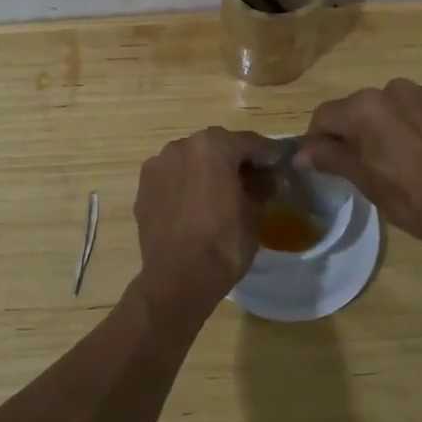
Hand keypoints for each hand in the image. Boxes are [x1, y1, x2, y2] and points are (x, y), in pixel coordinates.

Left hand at [132, 127, 275, 331]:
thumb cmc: (224, 242)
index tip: (278, 167)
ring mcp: (158, 165)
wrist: (178, 278)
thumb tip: (268, 178)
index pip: (248, 142)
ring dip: (207, 171)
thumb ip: (264, 186)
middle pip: (217, 147)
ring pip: (191, 161)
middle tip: (251, 182)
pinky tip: (195, 207)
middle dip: (234, 161)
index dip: (267, 155)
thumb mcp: (256, 213)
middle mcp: (181, 146)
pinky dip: (186, 185)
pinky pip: (173, 179)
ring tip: (220, 196)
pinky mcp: (143, 187)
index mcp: (213, 145)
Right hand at [299, 80, 421, 254]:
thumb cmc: (413, 199)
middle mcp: (393, 90)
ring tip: (399, 160)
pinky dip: (414, 127)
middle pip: (358, 109)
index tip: (323, 163)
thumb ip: (330, 158)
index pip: (325, 116)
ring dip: (386, 127)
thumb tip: (300, 153)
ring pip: (390, 108)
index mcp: (365, 108)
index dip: (318, 141)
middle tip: (363, 166)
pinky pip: (420, 111)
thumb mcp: (365, 181)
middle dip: (354, 132)